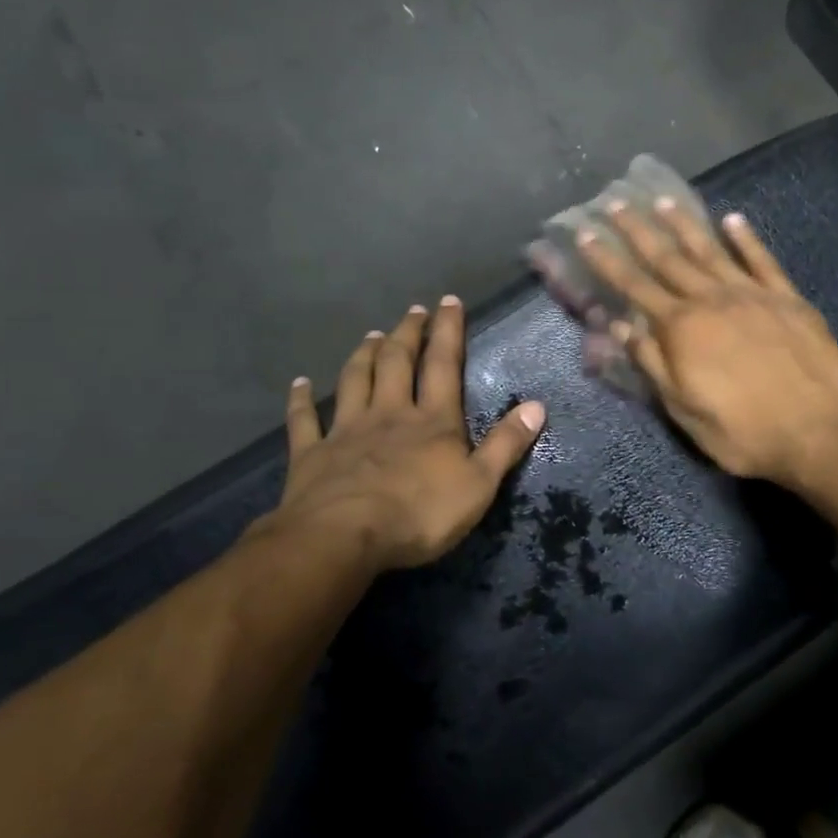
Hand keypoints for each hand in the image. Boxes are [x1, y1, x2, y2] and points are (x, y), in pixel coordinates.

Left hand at [255, 297, 545, 574]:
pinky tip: (299, 385)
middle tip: (412, 311)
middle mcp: (388, 414)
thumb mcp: (479, 484)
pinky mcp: (311, 454)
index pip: (443, 365)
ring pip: (354, 381)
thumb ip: (506, 444)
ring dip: (363, 355)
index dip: (448, 331)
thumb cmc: (420, 514)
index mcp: (432, 421)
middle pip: (396, 363)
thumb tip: (538, 405)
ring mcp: (346, 431)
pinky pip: (304, 421)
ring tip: (371, 335)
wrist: (344, 537)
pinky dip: (300, 401)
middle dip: (406, 334)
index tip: (448, 301)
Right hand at [575, 199, 837, 492]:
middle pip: (668, 258)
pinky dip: (747, 238)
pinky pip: (762, 260)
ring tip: (664, 200)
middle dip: (638, 230)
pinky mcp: (788, 299)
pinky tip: (733, 219)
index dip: (608, 260)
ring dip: (685, 224)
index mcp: (682, 329)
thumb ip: (651, 363)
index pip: (635, 286)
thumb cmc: (742, 431)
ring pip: (711, 250)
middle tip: (617, 202)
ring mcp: (753, 295)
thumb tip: (621, 324)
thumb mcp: (684, 409)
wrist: (818, 432)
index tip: (586, 233)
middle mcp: (712, 300)